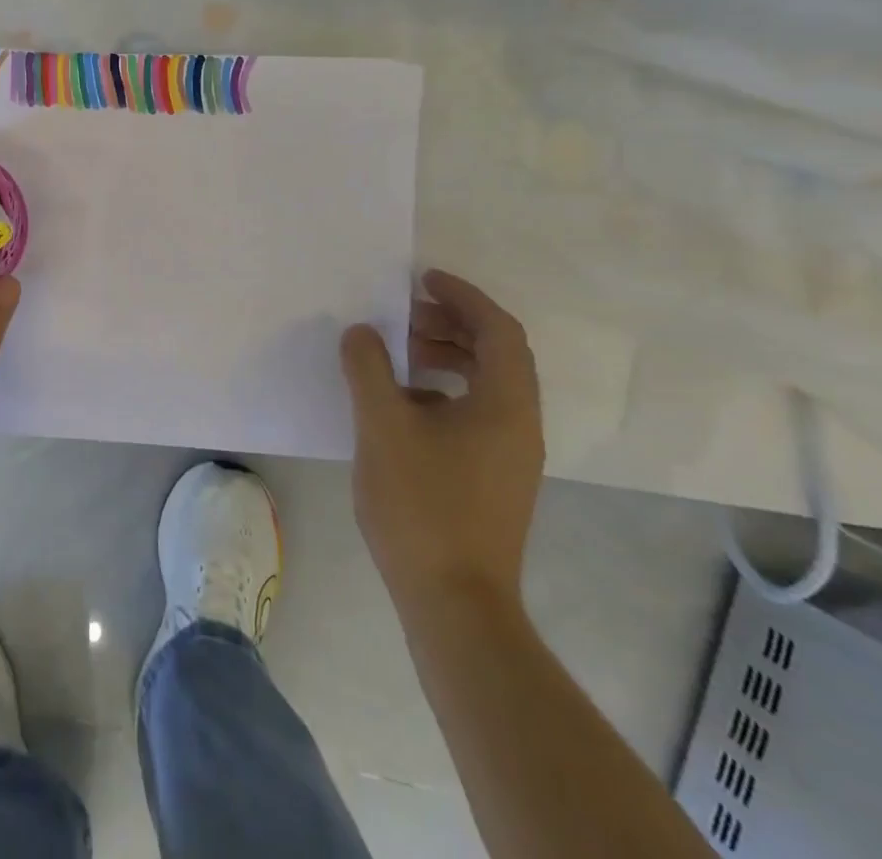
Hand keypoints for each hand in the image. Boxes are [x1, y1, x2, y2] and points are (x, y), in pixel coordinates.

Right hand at [338, 270, 543, 619]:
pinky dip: (443, 391)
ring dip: (445, 357)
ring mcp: (511, 455)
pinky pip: (476, 412)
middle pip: (497, 353)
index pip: (498, 329)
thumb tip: (361, 331)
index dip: (462, 296)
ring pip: (486, 384)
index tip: (421, 279)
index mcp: (506, 404)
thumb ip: (368, 368)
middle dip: (450, 324)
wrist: (454, 602)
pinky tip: (402, 405)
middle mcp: (520, 424)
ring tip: (397, 355)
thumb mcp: (382, 425)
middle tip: (402, 315)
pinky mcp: (495, 478)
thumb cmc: (422, 505)